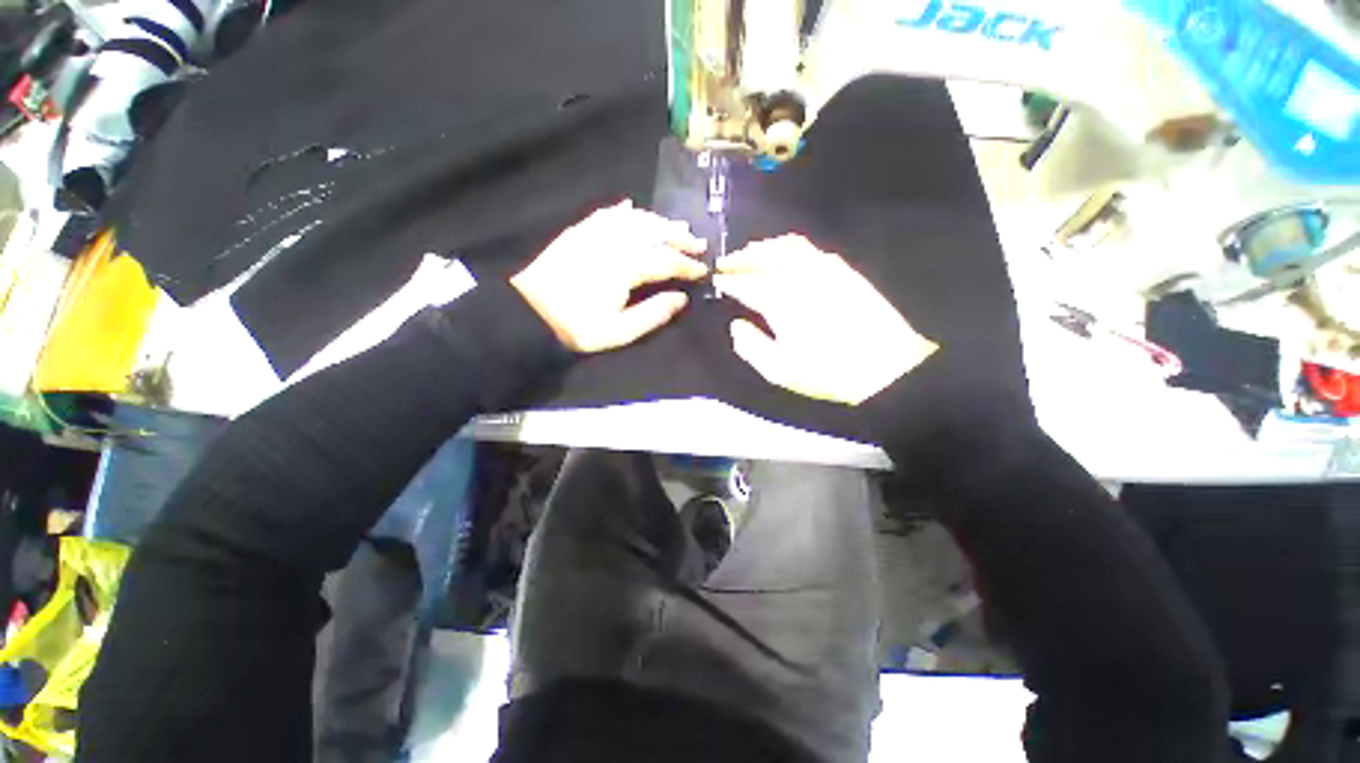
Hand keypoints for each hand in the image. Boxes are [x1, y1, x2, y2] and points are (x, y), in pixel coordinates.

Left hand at [511, 201, 707, 352]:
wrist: (528, 311)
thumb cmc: (577, 326)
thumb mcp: (619, 331)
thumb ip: (653, 314)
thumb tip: (682, 298)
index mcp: (626, 268)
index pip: (666, 261)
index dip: (688, 265)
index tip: (703, 270)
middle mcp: (614, 243)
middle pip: (654, 233)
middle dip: (679, 237)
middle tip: (698, 243)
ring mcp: (595, 233)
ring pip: (634, 219)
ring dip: (658, 221)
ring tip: (675, 228)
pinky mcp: (579, 231)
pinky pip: (607, 214)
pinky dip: (624, 211)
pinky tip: (632, 209)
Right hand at [714, 235, 938, 404]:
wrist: (887, 365)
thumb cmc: (828, 371)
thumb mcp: (780, 370)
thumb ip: (751, 346)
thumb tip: (736, 325)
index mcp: (780, 299)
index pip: (745, 283)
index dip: (728, 280)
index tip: (715, 280)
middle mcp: (799, 275)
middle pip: (764, 256)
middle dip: (741, 258)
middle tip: (725, 263)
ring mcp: (824, 268)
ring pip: (787, 246)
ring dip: (763, 247)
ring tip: (750, 254)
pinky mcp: (843, 269)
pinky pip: (809, 249)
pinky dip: (788, 247)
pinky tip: (785, 258)